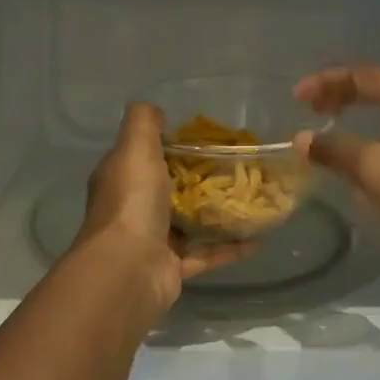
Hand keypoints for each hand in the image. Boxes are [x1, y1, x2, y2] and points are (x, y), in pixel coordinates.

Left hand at [80, 102, 252, 306]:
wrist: (129, 269)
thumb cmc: (133, 202)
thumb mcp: (135, 148)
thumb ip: (143, 123)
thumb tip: (155, 110)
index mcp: (121, 180)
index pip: (144, 156)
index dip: (170, 146)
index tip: (205, 138)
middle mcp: (134, 209)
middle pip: (169, 189)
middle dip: (199, 179)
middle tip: (237, 166)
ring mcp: (154, 241)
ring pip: (189, 223)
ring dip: (216, 214)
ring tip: (251, 200)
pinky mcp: (173, 268)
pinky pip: (206, 255)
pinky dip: (230, 248)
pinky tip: (258, 239)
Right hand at [293, 65, 379, 258]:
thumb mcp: (374, 169)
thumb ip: (336, 150)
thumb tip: (302, 139)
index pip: (365, 77)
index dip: (328, 82)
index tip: (298, 97)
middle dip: (345, 100)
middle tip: (315, 111)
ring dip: (363, 127)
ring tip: (338, 144)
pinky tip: (372, 177)